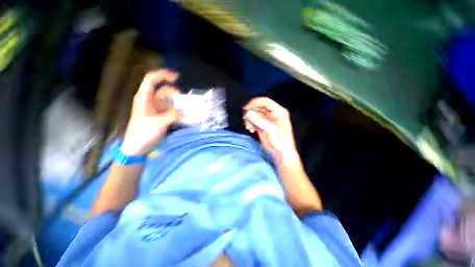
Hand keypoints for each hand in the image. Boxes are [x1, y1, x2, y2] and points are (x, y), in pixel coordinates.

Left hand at [121, 69, 182, 155]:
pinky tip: (185, 115)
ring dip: (178, 103)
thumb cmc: (143, 132)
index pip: (152, 80)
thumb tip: (187, 111)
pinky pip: (172, 109)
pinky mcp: (161, 116)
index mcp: (145, 98)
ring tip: (187, 109)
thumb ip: (174, 115)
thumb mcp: (158, 123)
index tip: (176, 77)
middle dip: (175, 93)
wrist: (137, 146)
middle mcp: (151, 101)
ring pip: (169, 101)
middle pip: (164, 90)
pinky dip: (179, 111)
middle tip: (185, 101)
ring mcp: (157, 109)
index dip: (163, 75)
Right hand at [243, 97, 296, 159]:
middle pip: (257, 107)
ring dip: (249, 119)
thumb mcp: (272, 130)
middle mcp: (271, 113)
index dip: (255, 103)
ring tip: (250, 127)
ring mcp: (265, 119)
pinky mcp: (261, 125)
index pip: (265, 102)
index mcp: (278, 111)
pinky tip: (251, 130)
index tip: (246, 108)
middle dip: (251, 113)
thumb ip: (261, 121)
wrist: (280, 153)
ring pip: (253, 114)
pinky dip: (249, 124)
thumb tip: (249, 113)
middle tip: (246, 120)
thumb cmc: (281, 141)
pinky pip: (252, 121)